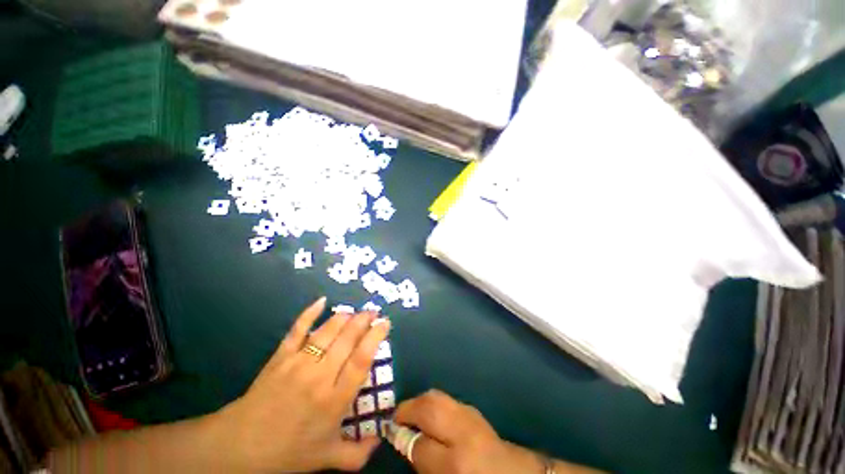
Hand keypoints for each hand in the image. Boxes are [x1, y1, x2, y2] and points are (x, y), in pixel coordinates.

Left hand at [216, 297, 389, 472]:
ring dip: (345, 316)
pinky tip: (322, 300)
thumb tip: (381, 439)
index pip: (361, 360)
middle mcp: (320, 376)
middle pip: (347, 339)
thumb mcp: (327, 459)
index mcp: (334, 400)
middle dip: (364, 320)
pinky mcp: (281, 356)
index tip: (385, 324)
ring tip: (356, 311)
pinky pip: (298, 329)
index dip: (375, 338)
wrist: (240, 447)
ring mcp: (298, 363)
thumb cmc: (288, 452)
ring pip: (327, 331)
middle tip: (374, 312)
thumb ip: (358, 453)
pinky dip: (310, 313)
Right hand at [395, 390, 543, 473]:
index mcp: (457, 462)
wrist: (510, 473)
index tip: (390, 431)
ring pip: (437, 397)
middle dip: (408, 409)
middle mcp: (464, 433)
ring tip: (410, 411)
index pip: (420, 445)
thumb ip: (424, 459)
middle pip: (429, 408)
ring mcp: (470, 416)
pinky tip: (428, 409)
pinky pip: (446, 398)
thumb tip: (402, 440)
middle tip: (397, 416)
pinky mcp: (472, 408)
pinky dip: (432, 400)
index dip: (402, 437)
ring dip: (419, 401)